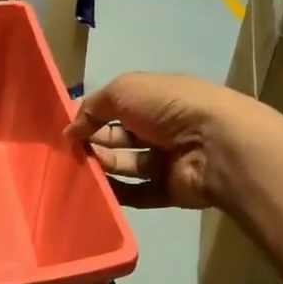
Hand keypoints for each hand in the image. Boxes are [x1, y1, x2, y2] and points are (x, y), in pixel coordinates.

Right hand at [66, 72, 263, 209]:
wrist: (215, 145)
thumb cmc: (169, 107)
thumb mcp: (123, 90)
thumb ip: (92, 107)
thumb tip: (71, 131)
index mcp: (155, 99)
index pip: (117, 107)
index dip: (91, 116)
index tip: (67, 130)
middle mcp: (162, 128)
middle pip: (119, 137)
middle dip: (93, 142)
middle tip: (69, 152)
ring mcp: (167, 160)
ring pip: (126, 165)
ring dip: (102, 167)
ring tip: (78, 170)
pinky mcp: (169, 190)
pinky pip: (137, 194)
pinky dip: (116, 193)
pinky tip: (95, 192)